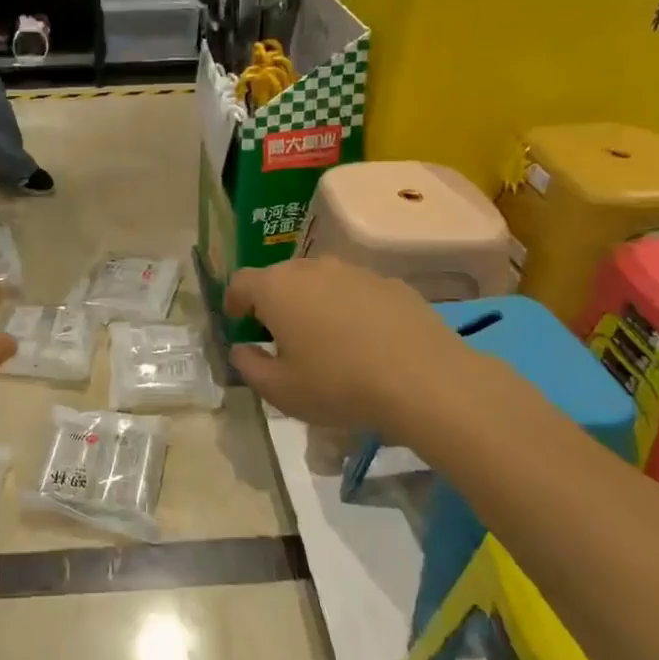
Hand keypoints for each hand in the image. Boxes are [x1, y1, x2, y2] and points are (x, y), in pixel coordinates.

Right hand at [226, 257, 509, 437]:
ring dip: (313, 302)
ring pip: (320, 281)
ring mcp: (354, 271)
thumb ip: (249, 366)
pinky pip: (356, 291)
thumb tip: (242, 349)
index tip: (238, 324)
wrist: (425, 380)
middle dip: (273, 302)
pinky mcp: (390, 283)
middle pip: (280, 277)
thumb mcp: (281, 391)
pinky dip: (350, 308)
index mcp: (276, 288)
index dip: (234, 302)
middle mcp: (312, 268)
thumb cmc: (339, 385)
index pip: (241, 282)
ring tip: (324, 339)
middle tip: (280, 336)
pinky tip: (365, 341)